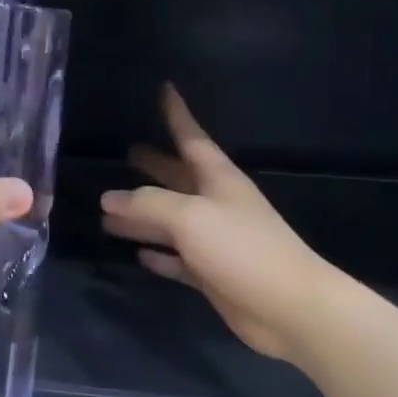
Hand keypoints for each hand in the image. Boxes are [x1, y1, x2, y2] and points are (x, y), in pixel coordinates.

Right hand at [101, 86, 336, 362]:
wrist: (290, 307)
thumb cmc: (243, 249)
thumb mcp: (189, 217)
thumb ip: (146, 204)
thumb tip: (108, 197)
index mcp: (218, 180)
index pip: (191, 138)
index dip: (177, 114)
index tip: (165, 89)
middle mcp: (216, 204)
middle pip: (178, 178)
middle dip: (155, 166)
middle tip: (127, 153)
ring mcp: (215, 240)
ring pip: (170, 221)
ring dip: (142, 215)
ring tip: (107, 210)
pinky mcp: (212, 274)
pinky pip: (177, 259)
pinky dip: (158, 255)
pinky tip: (139, 255)